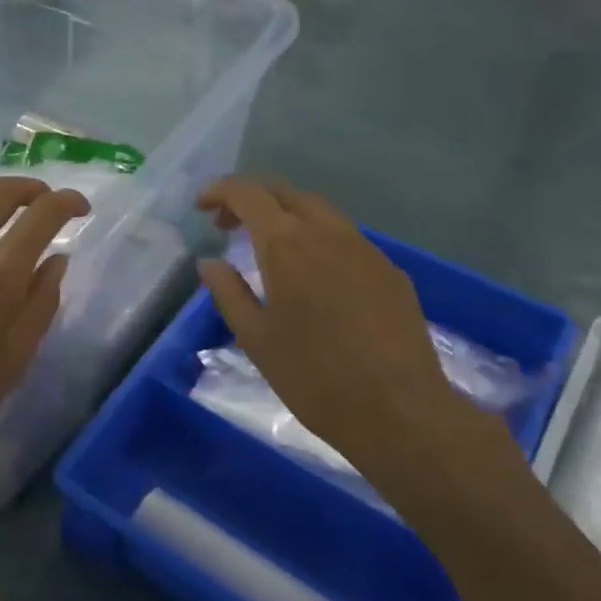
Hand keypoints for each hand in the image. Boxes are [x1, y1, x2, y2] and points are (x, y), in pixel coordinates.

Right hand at [196, 177, 523, 524]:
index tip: (202, 206)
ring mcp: (365, 249)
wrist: (398, 410)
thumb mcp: (255, 338)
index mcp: (288, 244)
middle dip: (252, 199)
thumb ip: (228, 292)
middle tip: (227, 225)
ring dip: (287, 215)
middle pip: (286, 192)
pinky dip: (317, 238)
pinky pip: (346, 237)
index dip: (221, 191)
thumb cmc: (313, 376)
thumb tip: (210, 262)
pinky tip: (314, 275)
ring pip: (320, 211)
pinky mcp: (390, 271)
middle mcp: (328, 233)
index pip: (249, 193)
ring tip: (268, 247)